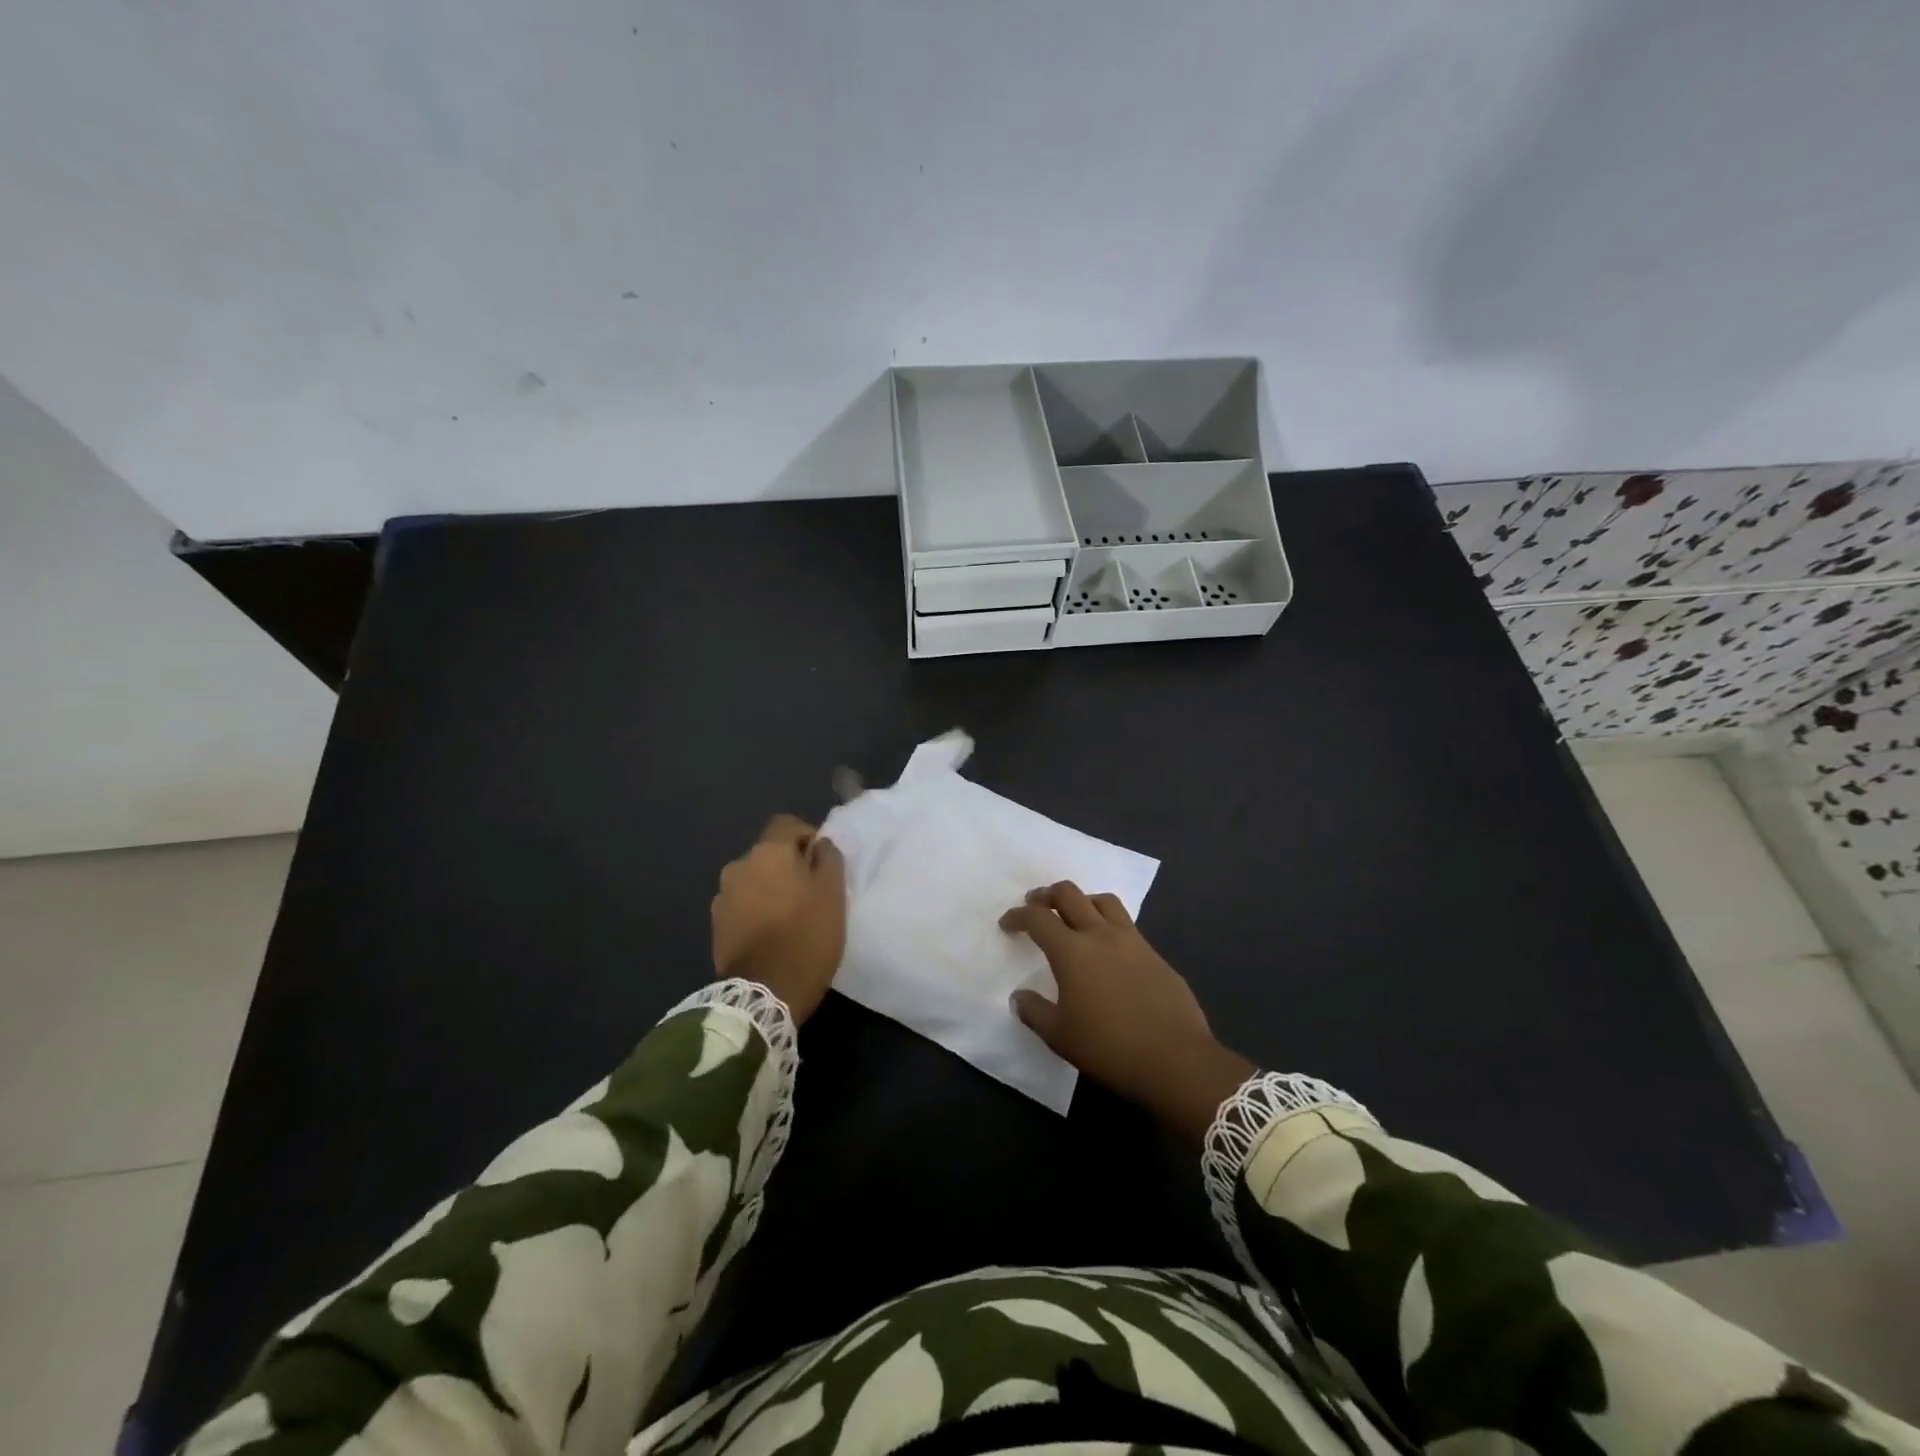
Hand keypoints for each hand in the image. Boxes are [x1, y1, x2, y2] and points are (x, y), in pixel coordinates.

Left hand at [711, 815, 846, 1022]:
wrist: (763, 994)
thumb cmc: (806, 937)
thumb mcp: (833, 895)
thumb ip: (828, 859)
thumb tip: (819, 844)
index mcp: (768, 852)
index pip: (787, 824)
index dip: (807, 836)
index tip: (822, 862)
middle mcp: (738, 866)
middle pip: (769, 853)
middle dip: (788, 866)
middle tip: (810, 893)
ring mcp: (722, 896)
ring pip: (754, 880)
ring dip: (770, 889)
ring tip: (789, 916)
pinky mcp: (716, 925)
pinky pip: (742, 904)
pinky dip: (756, 910)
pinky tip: (771, 934)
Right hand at [1001, 882, 1252, 1142]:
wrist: (1175, 1059)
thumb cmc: (1109, 1047)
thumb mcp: (1060, 1036)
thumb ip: (1034, 1011)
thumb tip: (1019, 996)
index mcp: (1071, 950)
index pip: (1037, 918)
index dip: (1018, 916)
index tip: (1007, 924)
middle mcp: (1100, 934)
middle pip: (1069, 894)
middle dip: (1047, 895)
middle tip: (1036, 906)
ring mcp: (1132, 940)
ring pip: (1103, 900)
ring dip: (1082, 900)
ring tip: (1073, 916)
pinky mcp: (1155, 953)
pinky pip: (1126, 923)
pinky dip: (1107, 923)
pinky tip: (1107, 947)